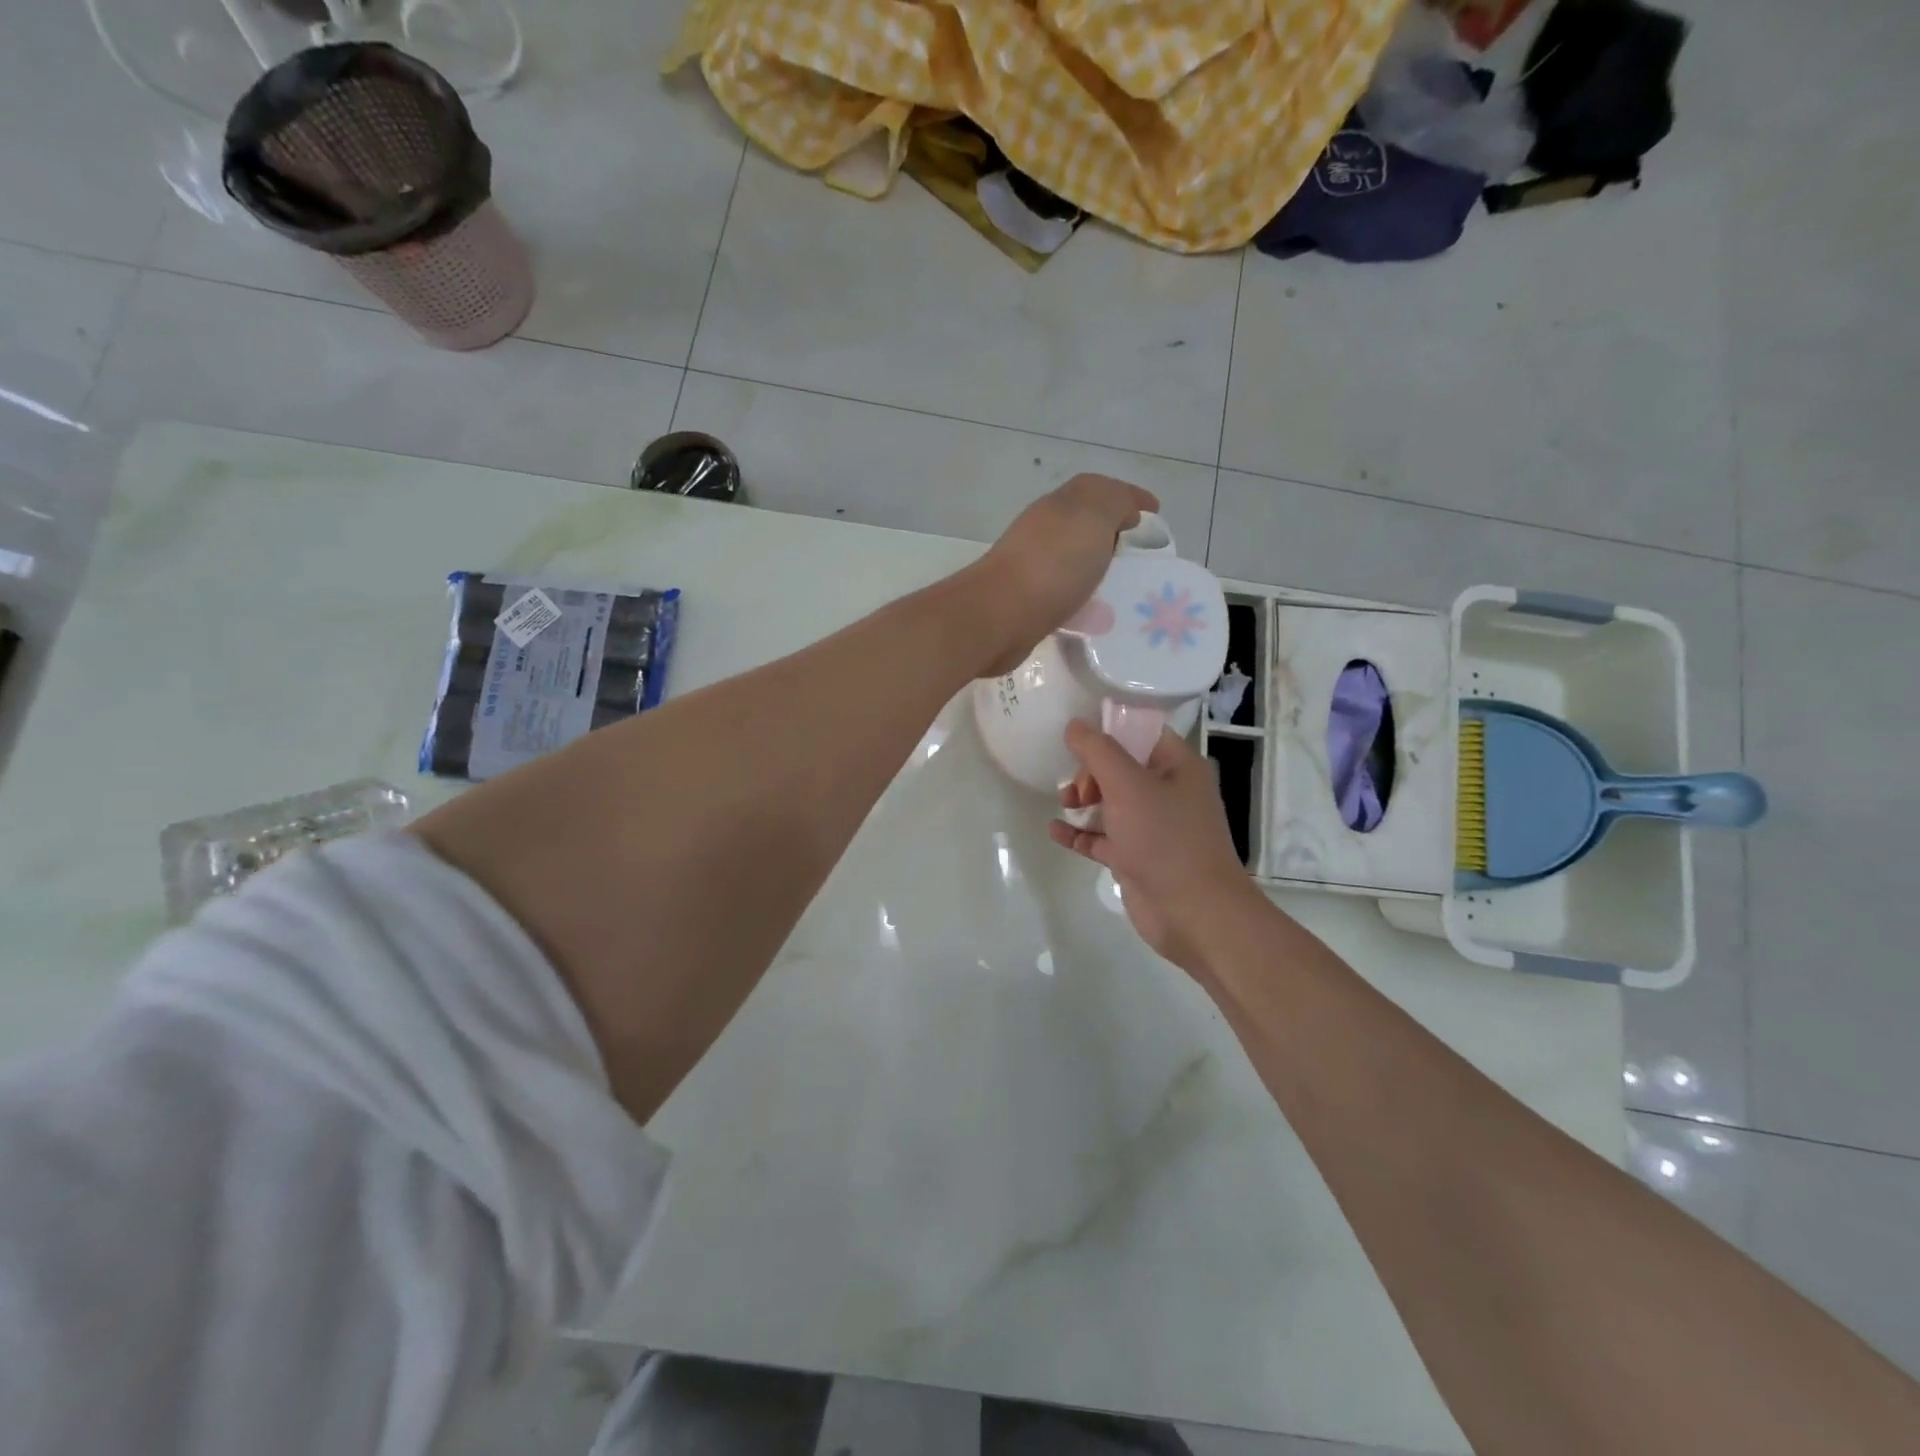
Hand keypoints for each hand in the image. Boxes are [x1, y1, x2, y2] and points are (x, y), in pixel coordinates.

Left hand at [972, 474, 1158, 676]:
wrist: (1002, 614)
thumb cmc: (1053, 562)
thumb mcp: (1094, 514)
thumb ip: (1114, 502)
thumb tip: (1123, 513)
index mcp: (1060, 504)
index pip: (1099, 490)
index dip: (1129, 498)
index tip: (1155, 515)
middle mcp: (1043, 530)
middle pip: (1085, 525)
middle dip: (1114, 534)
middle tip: (1143, 555)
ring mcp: (1032, 567)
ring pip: (1074, 560)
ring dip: (1097, 568)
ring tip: (1125, 589)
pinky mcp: (1028, 602)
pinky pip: (1065, 593)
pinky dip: (1083, 598)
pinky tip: (1096, 614)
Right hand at [1048, 721, 1265, 974]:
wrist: (1193, 913)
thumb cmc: (1165, 838)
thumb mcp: (1128, 785)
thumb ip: (1098, 751)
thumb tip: (1074, 725)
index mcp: (1178, 766)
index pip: (1141, 733)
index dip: (1109, 730)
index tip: (1075, 734)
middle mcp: (1168, 793)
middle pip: (1121, 767)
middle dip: (1092, 771)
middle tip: (1077, 788)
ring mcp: (1152, 827)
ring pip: (1111, 803)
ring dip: (1083, 799)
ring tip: (1064, 803)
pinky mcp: (1136, 858)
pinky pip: (1102, 838)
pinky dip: (1080, 833)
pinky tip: (1054, 830)